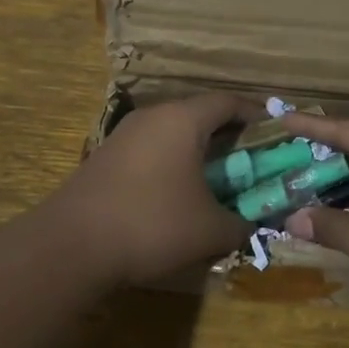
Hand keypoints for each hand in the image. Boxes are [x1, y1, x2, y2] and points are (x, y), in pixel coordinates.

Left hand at [55, 93, 262, 285]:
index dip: (257, 115)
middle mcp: (153, 117)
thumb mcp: (210, 230)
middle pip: (200, 115)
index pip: (229, 102)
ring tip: (218, 180)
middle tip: (252, 161)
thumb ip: (242, 224)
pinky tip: (178, 195)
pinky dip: (173, 164)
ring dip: (199, 152)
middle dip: (230, 137)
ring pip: (173, 134)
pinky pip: (152, 151)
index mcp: (183, 119)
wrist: (71, 245)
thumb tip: (254, 224)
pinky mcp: (106, 158)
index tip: (277, 133)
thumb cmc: (152, 224)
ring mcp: (124, 136)